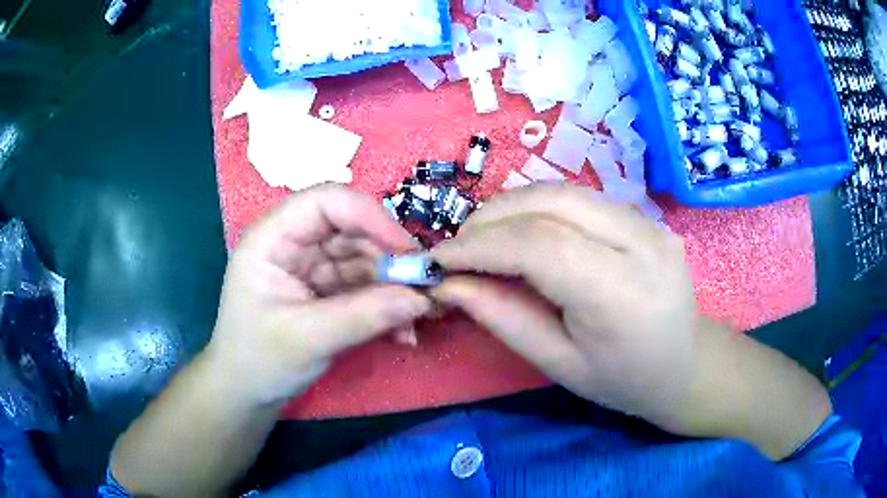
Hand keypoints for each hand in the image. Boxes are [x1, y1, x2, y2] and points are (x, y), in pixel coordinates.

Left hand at [207, 184, 431, 404]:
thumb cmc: (259, 361)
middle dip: (390, 260)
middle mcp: (294, 244)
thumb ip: (363, 316)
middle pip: (352, 230)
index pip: (326, 203)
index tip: (408, 253)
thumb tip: (421, 299)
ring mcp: (312, 267)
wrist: (247, 393)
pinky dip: (386, 306)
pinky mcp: (326, 290)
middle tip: (425, 291)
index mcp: (273, 238)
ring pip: (364, 259)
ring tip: (418, 318)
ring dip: (394, 287)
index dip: (370, 217)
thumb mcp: (307, 339)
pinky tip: (403, 332)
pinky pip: (364, 287)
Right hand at [430, 184, 699, 429]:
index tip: (439, 259)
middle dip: (492, 217)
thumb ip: (504, 318)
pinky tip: (522, 230)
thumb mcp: (558, 364)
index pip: (540, 246)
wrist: (686, 364)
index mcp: (622, 292)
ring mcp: (648, 221)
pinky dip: (539, 207)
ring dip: (512, 206)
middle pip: (552, 203)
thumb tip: (450, 284)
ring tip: (483, 237)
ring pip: (564, 191)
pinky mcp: (644, 215)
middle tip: (458, 246)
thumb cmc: (623, 380)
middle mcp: (641, 242)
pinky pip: (580, 198)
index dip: (481, 246)